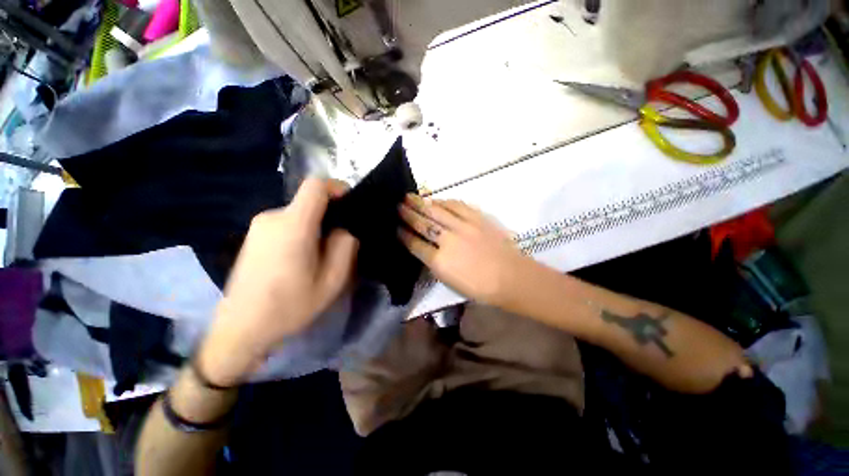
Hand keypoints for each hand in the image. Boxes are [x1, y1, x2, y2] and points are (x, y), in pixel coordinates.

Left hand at [199, 178, 358, 385]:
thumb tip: (344, 227)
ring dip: (317, 226)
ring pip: (300, 213)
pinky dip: (303, 232)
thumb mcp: (332, 279)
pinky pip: (287, 223)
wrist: (240, 329)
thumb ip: (345, 245)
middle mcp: (273, 217)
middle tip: (342, 242)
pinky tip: (302, 259)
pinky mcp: (254, 235)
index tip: (351, 206)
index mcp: (293, 225)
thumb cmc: (290, 306)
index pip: (316, 185)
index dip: (338, 188)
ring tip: (323, 255)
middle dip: (331, 215)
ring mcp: (259, 226)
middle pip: (310, 201)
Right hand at [398, 195, 536, 305]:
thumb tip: (423, 247)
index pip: (415, 244)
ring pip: (437, 211)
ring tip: (410, 197)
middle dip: (408, 214)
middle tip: (398, 206)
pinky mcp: (477, 219)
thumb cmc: (480, 287)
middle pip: (423, 224)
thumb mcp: (450, 282)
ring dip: (421, 203)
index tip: (396, 228)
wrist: (511, 277)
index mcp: (440, 262)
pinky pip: (457, 206)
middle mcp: (448, 241)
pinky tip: (436, 200)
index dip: (404, 235)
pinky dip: (444, 202)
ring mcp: (464, 227)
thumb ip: (434, 263)